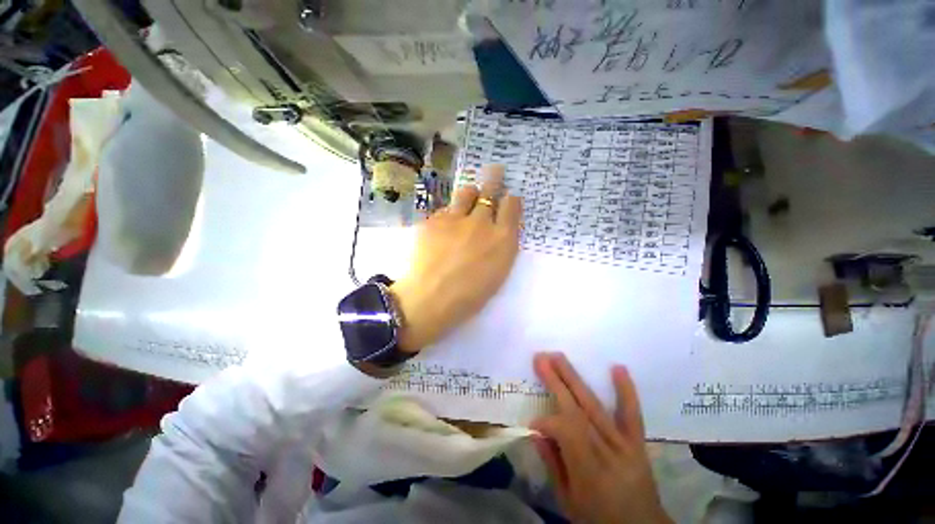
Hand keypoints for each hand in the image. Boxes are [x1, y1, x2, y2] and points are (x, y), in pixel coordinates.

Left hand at [391, 164, 521, 352]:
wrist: (431, 298)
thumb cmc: (470, 295)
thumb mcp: (498, 273)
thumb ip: (502, 247)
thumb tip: (500, 230)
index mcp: (502, 239)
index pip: (512, 205)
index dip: (511, 200)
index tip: (509, 199)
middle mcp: (482, 222)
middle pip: (490, 190)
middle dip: (495, 179)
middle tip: (496, 171)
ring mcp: (456, 218)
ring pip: (466, 192)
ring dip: (471, 192)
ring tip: (470, 195)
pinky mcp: (434, 220)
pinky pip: (445, 210)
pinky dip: (448, 214)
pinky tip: (445, 227)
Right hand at [531, 353, 671, 523]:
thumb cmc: (597, 520)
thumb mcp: (567, 502)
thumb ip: (552, 465)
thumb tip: (536, 432)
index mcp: (589, 472)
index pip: (566, 432)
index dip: (547, 422)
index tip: (533, 423)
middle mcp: (607, 452)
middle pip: (578, 411)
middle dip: (557, 382)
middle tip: (541, 358)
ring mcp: (624, 444)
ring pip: (596, 406)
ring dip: (575, 379)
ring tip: (558, 357)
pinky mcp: (637, 442)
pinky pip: (632, 414)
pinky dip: (626, 391)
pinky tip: (618, 367)